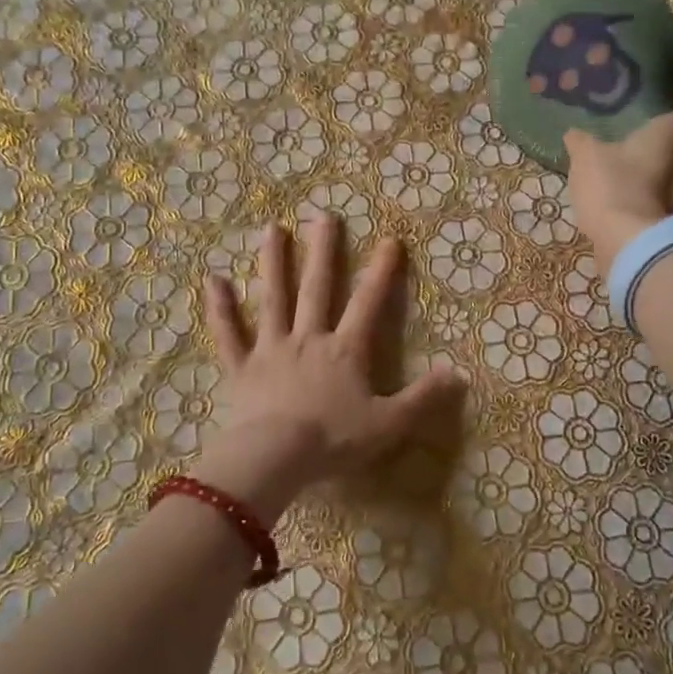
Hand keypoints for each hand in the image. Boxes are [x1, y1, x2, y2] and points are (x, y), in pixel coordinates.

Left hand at [196, 217, 465, 523]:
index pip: (368, 304)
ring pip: (273, 298)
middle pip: (317, 288)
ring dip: (273, 263)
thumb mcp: (388, 424)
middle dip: (324, 251)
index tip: (389, 240)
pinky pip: (229, 333)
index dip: (381, 272)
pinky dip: (221, 308)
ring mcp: (272, 349)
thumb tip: (459, 373)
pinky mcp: (241, 367)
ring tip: (272, 228)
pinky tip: (213, 280)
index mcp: (344, 351)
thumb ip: (423, 398)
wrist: (275, 457)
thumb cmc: (333, 440)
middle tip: (324, 216)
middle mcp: (308, 338)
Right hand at [563, 98, 672, 261]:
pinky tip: (609, 183)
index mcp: (667, 134)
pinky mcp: (657, 210)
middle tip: (630, 126)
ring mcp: (671, 188)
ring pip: (662, 165)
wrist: (625, 240)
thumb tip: (574, 133)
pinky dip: (634, 184)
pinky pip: (648, 188)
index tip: (667, 102)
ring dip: (643, 160)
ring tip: (613, 153)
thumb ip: (580, 141)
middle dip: (657, 133)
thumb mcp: (586, 155)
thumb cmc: (612, 184)